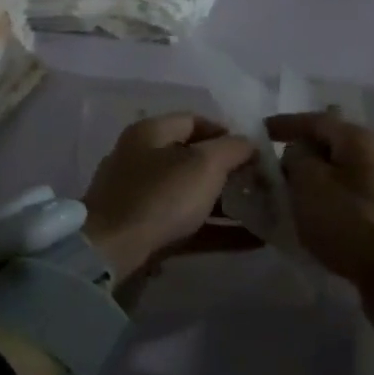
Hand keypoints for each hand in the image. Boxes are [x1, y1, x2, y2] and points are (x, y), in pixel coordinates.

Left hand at [83, 114, 258, 281]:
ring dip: (227, 205)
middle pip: (194, 160)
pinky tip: (250, 241)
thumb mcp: (204, 164)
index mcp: (150, 133)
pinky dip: (216, 231)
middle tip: (260, 186)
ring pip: (192, 195)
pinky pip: (187, 225)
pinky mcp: (143, 231)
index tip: (254, 153)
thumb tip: (249, 144)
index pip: (195, 121)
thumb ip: (233, 148)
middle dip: (230, 172)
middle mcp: (141, 160)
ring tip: (262, 215)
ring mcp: (139, 198)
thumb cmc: (160, 197)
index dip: (228, 133)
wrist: (111, 253)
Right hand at [266, 112, 373, 347]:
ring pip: (334, 177)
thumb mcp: (310, 183)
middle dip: (296, 157)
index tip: (258, 132)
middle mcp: (373, 157)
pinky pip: (342, 203)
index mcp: (358, 140)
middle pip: (327, 148)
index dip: (284, 124)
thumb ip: (296, 159)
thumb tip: (298, 153)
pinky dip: (321, 206)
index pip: (315, 120)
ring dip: (308, 185)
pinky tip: (304, 221)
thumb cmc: (349, 221)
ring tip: (280, 199)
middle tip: (264, 173)